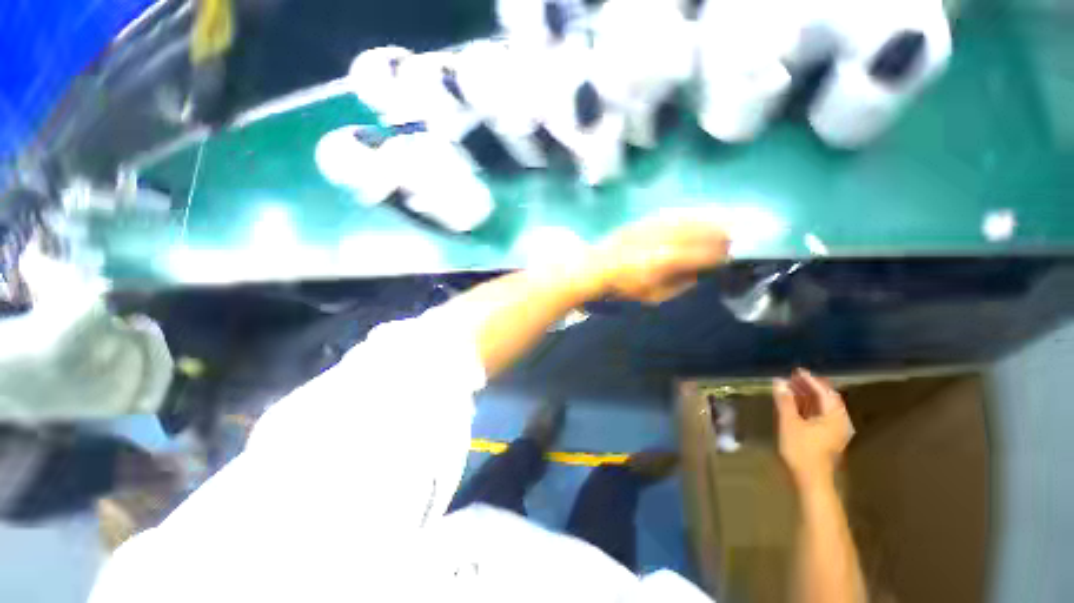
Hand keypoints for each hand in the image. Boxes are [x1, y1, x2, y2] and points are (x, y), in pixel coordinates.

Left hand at [589, 215, 730, 303]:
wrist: (596, 267)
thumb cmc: (624, 287)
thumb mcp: (655, 295)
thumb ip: (681, 283)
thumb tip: (701, 272)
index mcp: (668, 260)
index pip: (705, 253)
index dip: (722, 254)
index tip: (731, 256)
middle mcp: (665, 238)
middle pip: (702, 232)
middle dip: (721, 235)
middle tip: (733, 239)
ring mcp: (654, 226)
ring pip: (690, 219)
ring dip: (709, 222)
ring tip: (722, 226)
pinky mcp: (645, 219)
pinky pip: (675, 214)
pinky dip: (690, 216)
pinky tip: (698, 217)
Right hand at [773, 369, 854, 489]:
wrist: (810, 480)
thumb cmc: (801, 450)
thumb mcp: (789, 423)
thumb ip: (785, 401)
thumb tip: (778, 381)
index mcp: (834, 417)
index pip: (824, 392)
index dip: (810, 380)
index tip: (796, 371)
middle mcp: (838, 422)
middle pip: (826, 399)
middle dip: (810, 387)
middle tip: (792, 378)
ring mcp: (833, 431)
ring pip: (822, 408)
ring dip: (808, 397)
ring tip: (791, 388)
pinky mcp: (826, 438)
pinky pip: (819, 416)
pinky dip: (808, 407)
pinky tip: (795, 405)